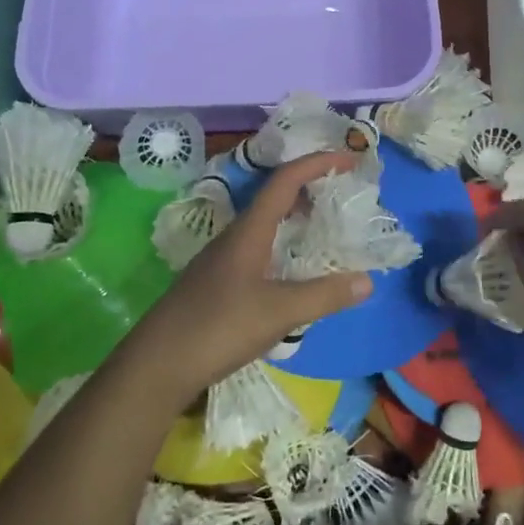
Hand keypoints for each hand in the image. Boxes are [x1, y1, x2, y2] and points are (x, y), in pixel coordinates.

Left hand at [121, 152, 372, 411]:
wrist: (156, 365)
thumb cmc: (218, 328)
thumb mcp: (279, 313)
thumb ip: (324, 295)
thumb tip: (367, 280)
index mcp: (249, 231)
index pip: (285, 181)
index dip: (317, 163)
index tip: (348, 159)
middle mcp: (234, 237)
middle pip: (274, 197)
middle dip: (309, 187)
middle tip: (341, 192)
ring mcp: (221, 260)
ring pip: (264, 224)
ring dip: (294, 216)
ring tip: (324, 225)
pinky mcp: (216, 283)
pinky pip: (257, 248)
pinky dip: (282, 243)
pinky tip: (292, 269)